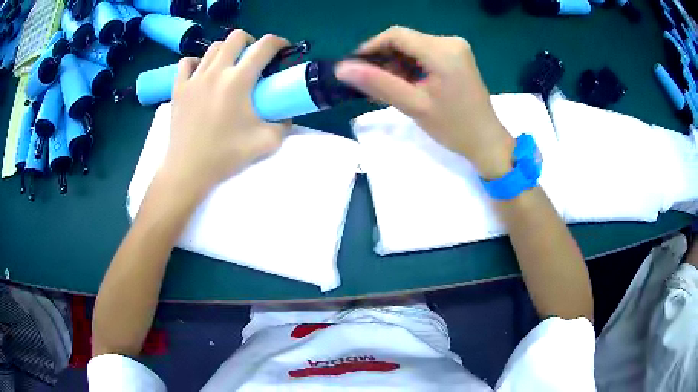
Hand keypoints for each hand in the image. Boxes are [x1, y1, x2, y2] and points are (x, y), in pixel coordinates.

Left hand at [162, 30, 290, 196]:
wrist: (188, 170)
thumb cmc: (225, 156)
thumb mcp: (266, 142)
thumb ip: (283, 124)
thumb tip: (285, 114)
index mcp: (238, 81)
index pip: (264, 46)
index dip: (279, 42)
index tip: (283, 50)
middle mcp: (216, 71)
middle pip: (236, 36)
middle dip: (250, 41)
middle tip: (253, 59)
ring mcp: (194, 78)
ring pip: (212, 47)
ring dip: (226, 51)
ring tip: (229, 67)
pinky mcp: (178, 88)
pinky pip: (186, 62)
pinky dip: (197, 62)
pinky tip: (201, 73)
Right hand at [335, 27, 513, 178]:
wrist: (486, 141)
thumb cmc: (454, 127)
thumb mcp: (413, 105)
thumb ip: (378, 83)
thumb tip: (342, 69)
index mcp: (442, 50)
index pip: (396, 35)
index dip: (371, 48)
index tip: (356, 68)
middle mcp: (450, 41)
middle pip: (404, 40)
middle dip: (384, 59)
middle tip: (372, 85)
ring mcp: (455, 48)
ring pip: (413, 48)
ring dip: (396, 65)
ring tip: (388, 89)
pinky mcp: (457, 56)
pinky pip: (425, 54)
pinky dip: (411, 67)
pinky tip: (405, 85)